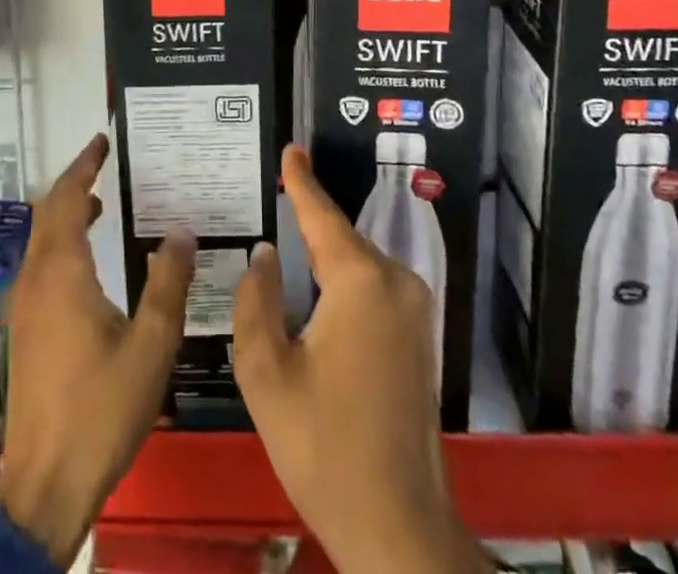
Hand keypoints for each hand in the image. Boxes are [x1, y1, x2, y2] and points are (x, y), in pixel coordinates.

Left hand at [0, 134, 195, 566]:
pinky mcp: (26, 330)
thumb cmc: (101, 410)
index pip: (66, 199)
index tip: (102, 142)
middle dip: (74, 183)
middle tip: (106, 165)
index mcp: (62, 273)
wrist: (45, 487)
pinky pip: (41, 265)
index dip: (83, 166)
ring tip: (103, 203)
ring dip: (67, 214)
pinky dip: (62, 243)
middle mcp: (36, 280)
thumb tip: (181, 231)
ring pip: (41, 240)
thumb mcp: (151, 345)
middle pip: (48, 214)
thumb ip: (168, 283)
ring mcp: (25, 307)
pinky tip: (91, 263)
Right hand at [233, 145, 485, 573]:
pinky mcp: (421, 336)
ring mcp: (416, 311)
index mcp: (360, 282)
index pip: (322, 216)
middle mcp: (396, 283)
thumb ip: (257, 301)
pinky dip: (344, 279)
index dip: (302, 181)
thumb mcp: (267, 374)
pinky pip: (374, 287)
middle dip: (309, 220)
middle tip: (274, 199)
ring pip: (359, 264)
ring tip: (288, 241)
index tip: (291, 149)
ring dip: (326, 254)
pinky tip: (318, 290)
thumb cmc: (324, 448)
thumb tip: (265, 255)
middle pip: (341, 239)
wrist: (399, 528)